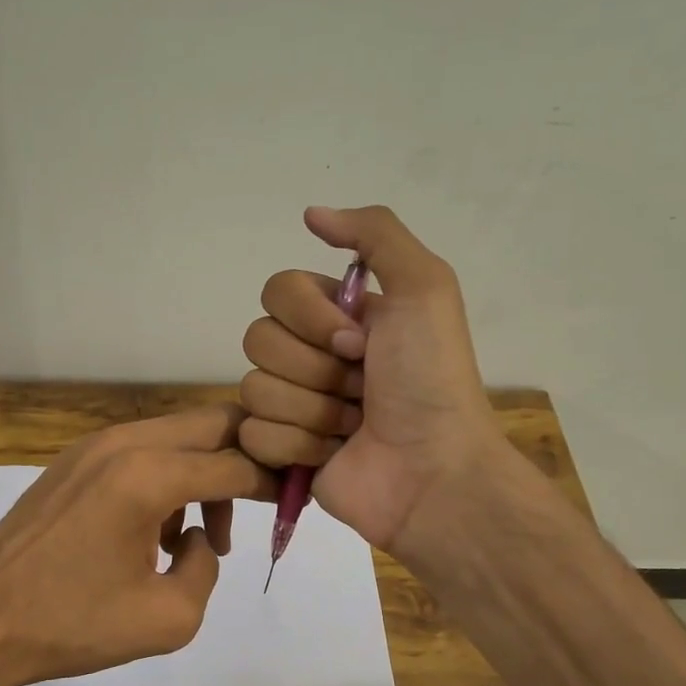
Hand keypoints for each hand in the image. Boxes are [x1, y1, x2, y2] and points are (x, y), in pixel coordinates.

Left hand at [0, 404, 275, 685]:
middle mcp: (124, 443)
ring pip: (176, 436)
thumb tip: (201, 538)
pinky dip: (167, 478)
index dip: (273, 481)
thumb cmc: (73, 624)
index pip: (236, 462)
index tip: (292, 502)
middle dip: (244, 459)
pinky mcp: (74, 461)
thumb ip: (207, 567)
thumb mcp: (168, 618)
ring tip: (201, 538)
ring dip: (203, 474)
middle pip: (211, 424)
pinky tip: (156, 534)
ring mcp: (94, 446)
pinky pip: (142, 452)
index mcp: (149, 475)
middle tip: (258, 504)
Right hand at [239, 206, 505, 563]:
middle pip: (258, 340)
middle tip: (362, 388)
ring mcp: (294, 405)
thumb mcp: (425, 287)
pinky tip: (331, 453)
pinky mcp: (281, 452)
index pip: (277, 292)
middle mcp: (311, 355)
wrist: (433, 471)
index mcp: (338, 316)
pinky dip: (296, 445)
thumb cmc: (431, 379)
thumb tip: (310, 214)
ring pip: (254, 388)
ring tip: (353, 425)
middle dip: (315, 369)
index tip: (358, 342)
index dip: (311, 318)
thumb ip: (375, 233)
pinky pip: (253, 433)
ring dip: (312, 410)